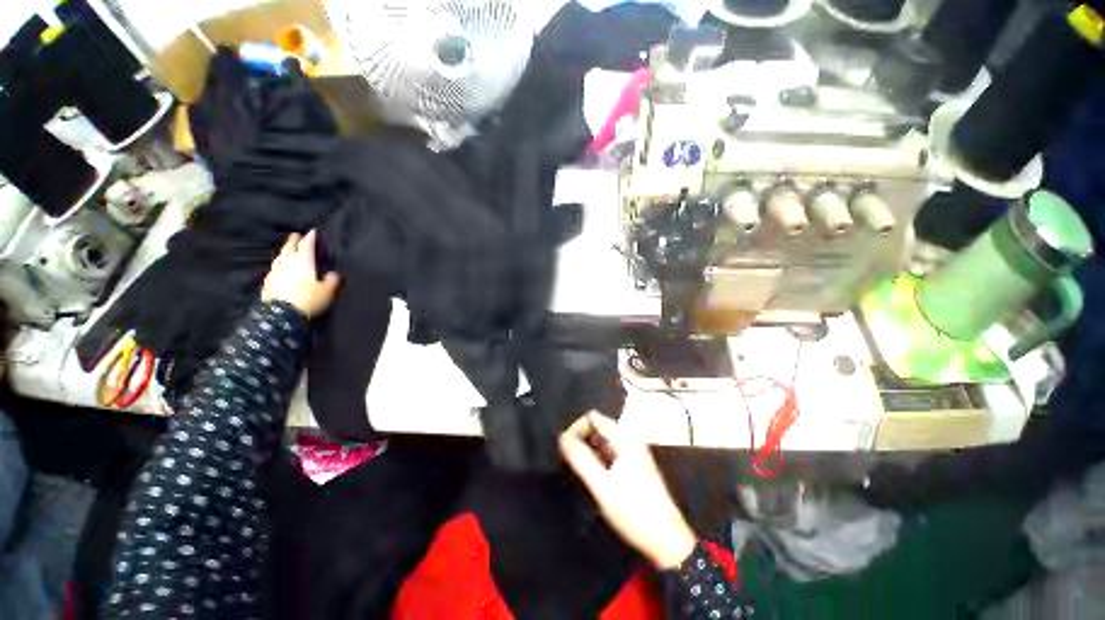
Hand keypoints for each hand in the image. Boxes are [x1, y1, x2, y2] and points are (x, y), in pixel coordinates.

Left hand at [261, 230, 340, 317]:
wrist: (282, 314)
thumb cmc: (308, 300)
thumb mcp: (327, 291)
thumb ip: (332, 280)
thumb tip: (334, 274)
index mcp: (303, 263)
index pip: (307, 246)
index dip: (311, 238)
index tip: (313, 231)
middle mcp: (288, 263)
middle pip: (290, 248)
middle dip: (294, 240)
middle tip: (296, 235)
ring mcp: (276, 272)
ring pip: (280, 257)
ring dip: (284, 251)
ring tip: (287, 249)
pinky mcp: (268, 281)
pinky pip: (274, 268)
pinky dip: (278, 264)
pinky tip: (279, 268)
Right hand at [560, 412, 696, 568]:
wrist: (667, 539)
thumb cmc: (634, 510)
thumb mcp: (602, 486)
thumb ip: (581, 459)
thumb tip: (563, 438)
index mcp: (624, 438)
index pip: (593, 417)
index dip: (576, 429)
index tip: (565, 450)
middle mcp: (630, 440)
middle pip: (598, 427)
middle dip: (581, 439)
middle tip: (569, 461)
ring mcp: (633, 453)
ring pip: (603, 441)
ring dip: (588, 450)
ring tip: (577, 470)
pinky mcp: (634, 466)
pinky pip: (610, 453)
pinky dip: (598, 459)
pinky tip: (592, 477)